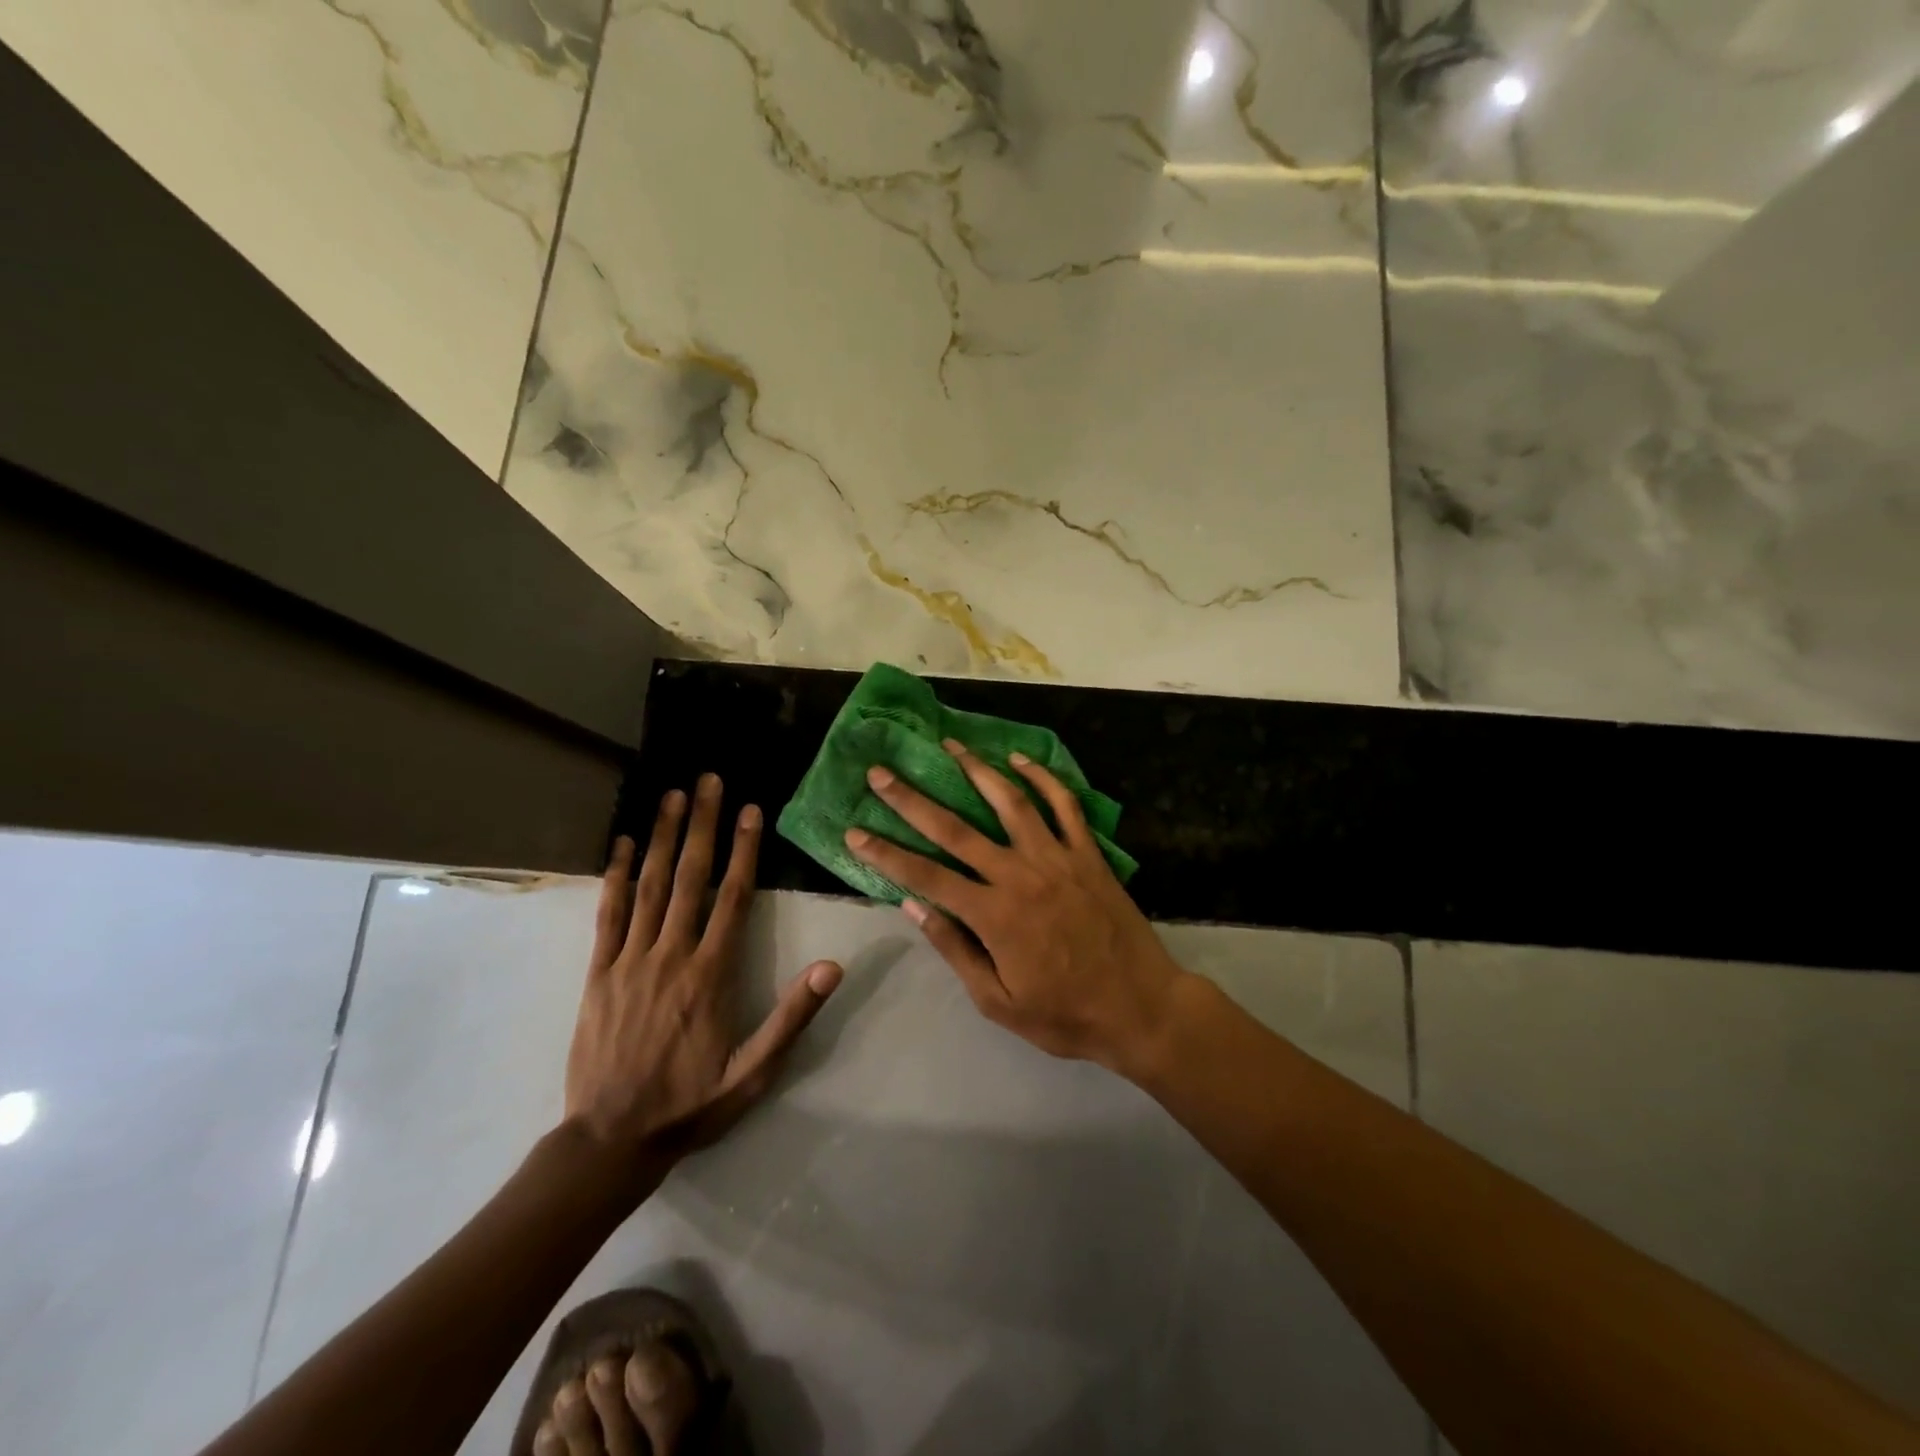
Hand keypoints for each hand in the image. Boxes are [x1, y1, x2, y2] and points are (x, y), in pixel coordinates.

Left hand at [564, 774, 842, 1174]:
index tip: (750, 810)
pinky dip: (616, 875)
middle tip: (709, 780)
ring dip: (664, 837)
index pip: (733, 898)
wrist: (610, 1140)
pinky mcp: (598, 973)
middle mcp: (670, 955)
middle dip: (703, 825)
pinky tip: (624, 844)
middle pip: (691, 878)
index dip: (744, 850)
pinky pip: (608, 915)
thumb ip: (792, 1017)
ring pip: (650, 886)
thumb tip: (833, 966)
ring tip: (673, 795)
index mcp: (711, 975)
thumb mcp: (754, 1072)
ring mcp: (629, 960)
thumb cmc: (690, 1104)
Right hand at [845, 740, 1188, 1079]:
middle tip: (881, 772)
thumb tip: (913, 906)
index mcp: (994, 914)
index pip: (925, 875)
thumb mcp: (999, 1001)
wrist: (1142, 1007)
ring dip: (976, 770)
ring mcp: (1057, 858)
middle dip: (913, 799)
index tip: (855, 831)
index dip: (886, 853)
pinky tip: (1020, 760)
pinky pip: (1064, 805)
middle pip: (957, 828)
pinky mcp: (1088, 853)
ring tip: (950, 745)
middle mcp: (1020, 874)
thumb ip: (956, 950)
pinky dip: (1042, 778)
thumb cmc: (1065, 1014)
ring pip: (1010, 801)